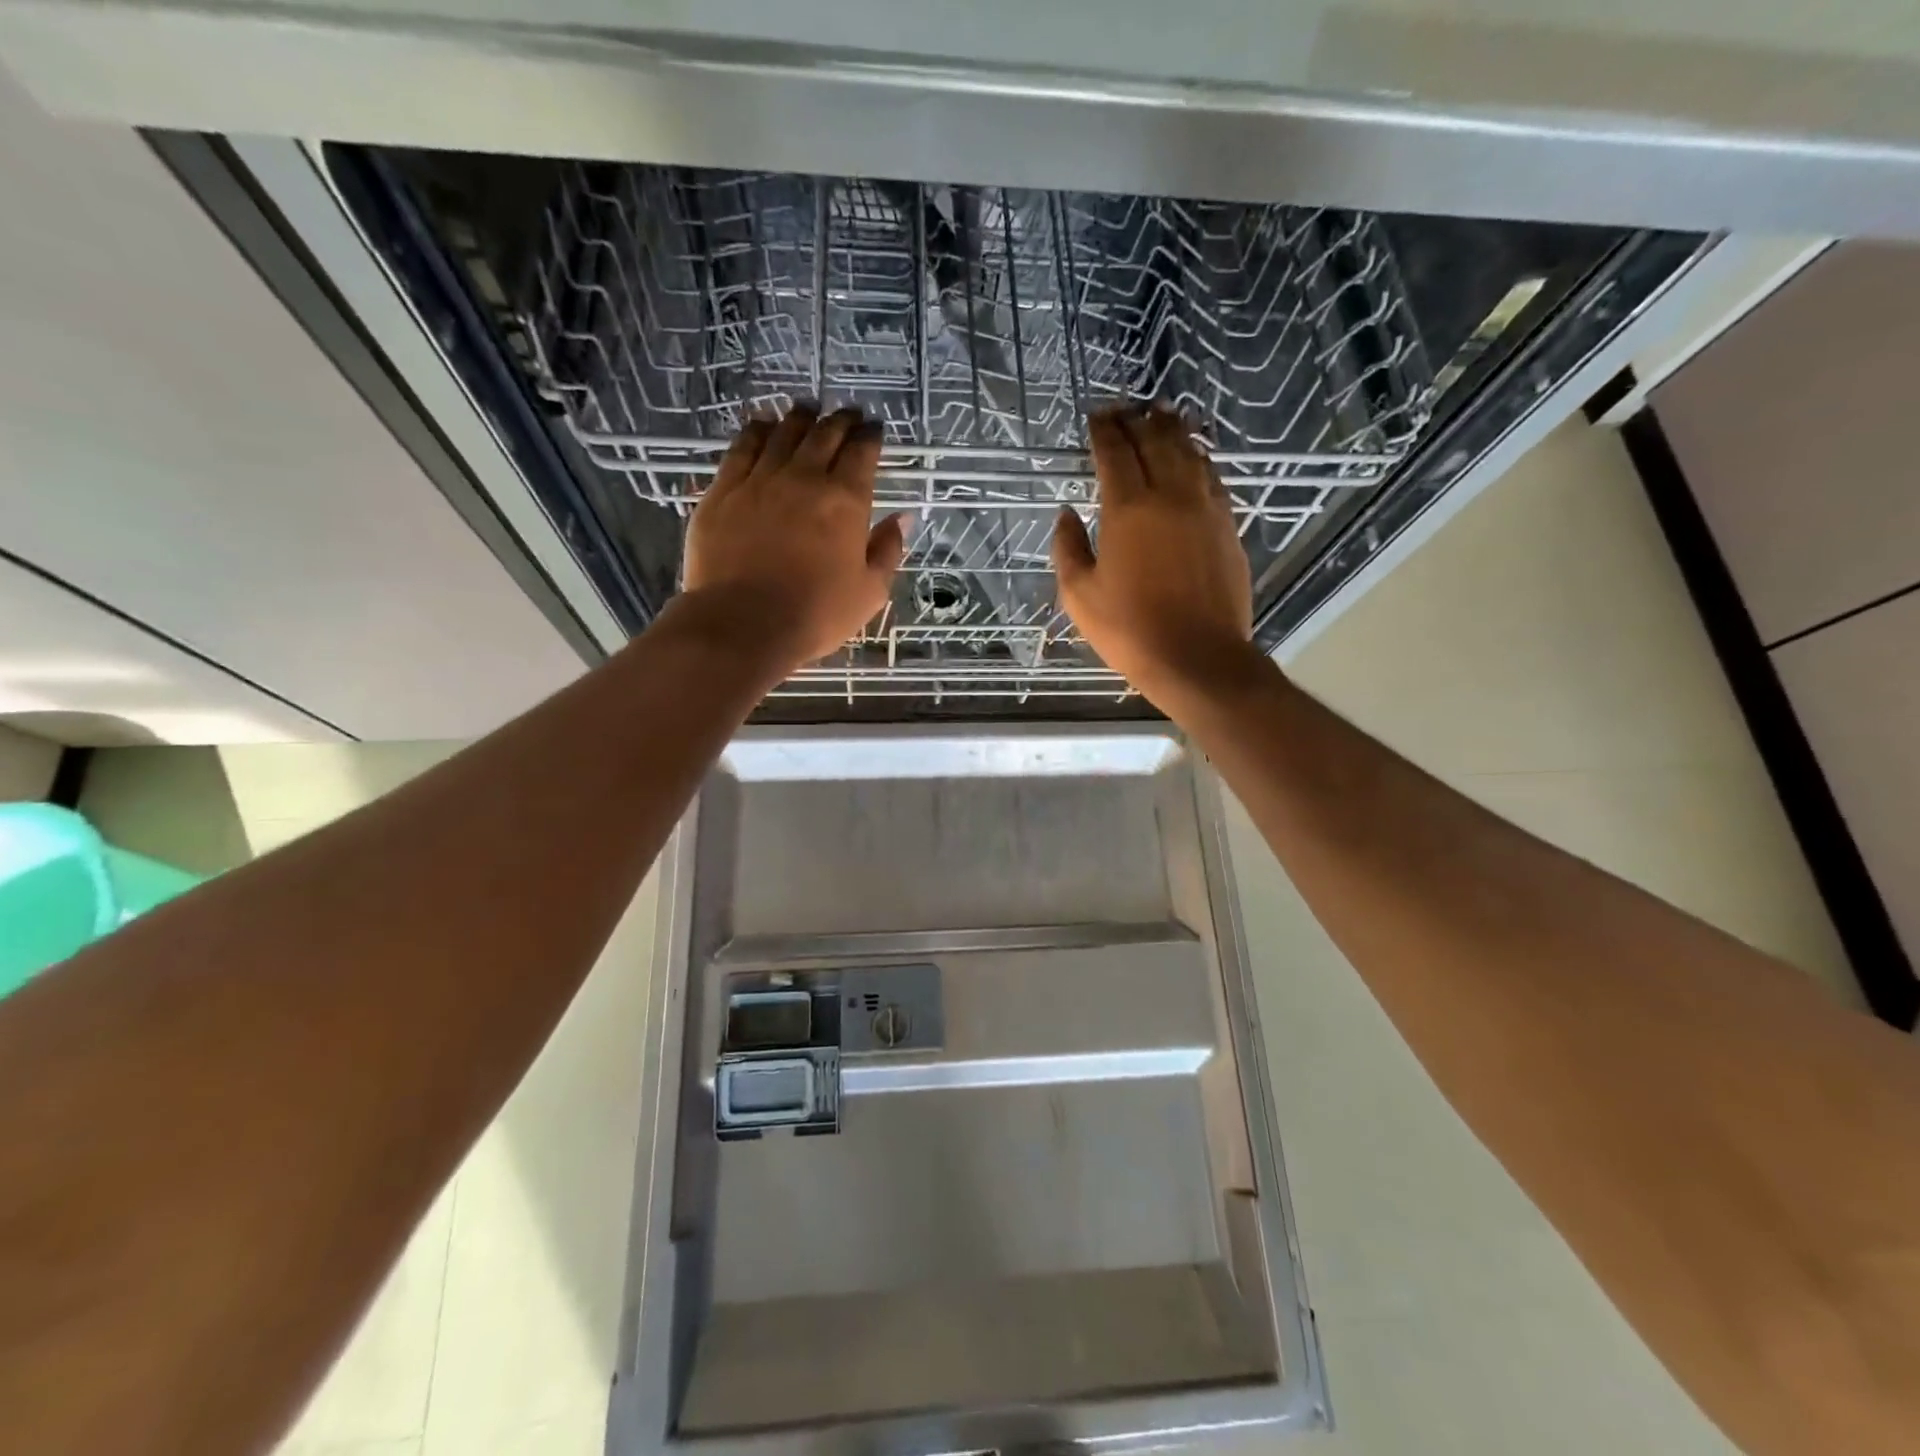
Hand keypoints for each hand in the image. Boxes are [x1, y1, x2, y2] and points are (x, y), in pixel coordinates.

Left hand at [682, 405, 906, 670]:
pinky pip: (742, 447)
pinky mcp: (724, 490)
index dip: (871, 437)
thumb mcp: (869, 592)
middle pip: (824, 434)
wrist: (742, 623)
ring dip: (800, 418)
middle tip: (847, 415)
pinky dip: (757, 431)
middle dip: (840, 421)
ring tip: (806, 412)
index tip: (874, 430)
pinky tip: (762, 425)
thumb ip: (887, 550)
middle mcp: (804, 478)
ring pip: (783, 433)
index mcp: (845, 501)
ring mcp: (760, 479)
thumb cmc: (815, 614)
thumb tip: (901, 518)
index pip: (862, 452)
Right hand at [1052, 405, 1256, 706]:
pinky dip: (1198, 457)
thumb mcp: (1080, 596)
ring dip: (1171, 429)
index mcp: (1129, 509)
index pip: (1115, 453)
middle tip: (1124, 410)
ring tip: (1160, 416)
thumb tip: (1067, 515)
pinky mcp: (1228, 525)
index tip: (1095, 417)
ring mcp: (1205, 508)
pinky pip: (1212, 476)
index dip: (1103, 430)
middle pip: (1155, 441)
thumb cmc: (1130, 630)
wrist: (1198, 657)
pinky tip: (1192, 456)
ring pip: (1189, 452)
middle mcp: (1170, 496)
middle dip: (1136, 420)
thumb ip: (1068, 548)